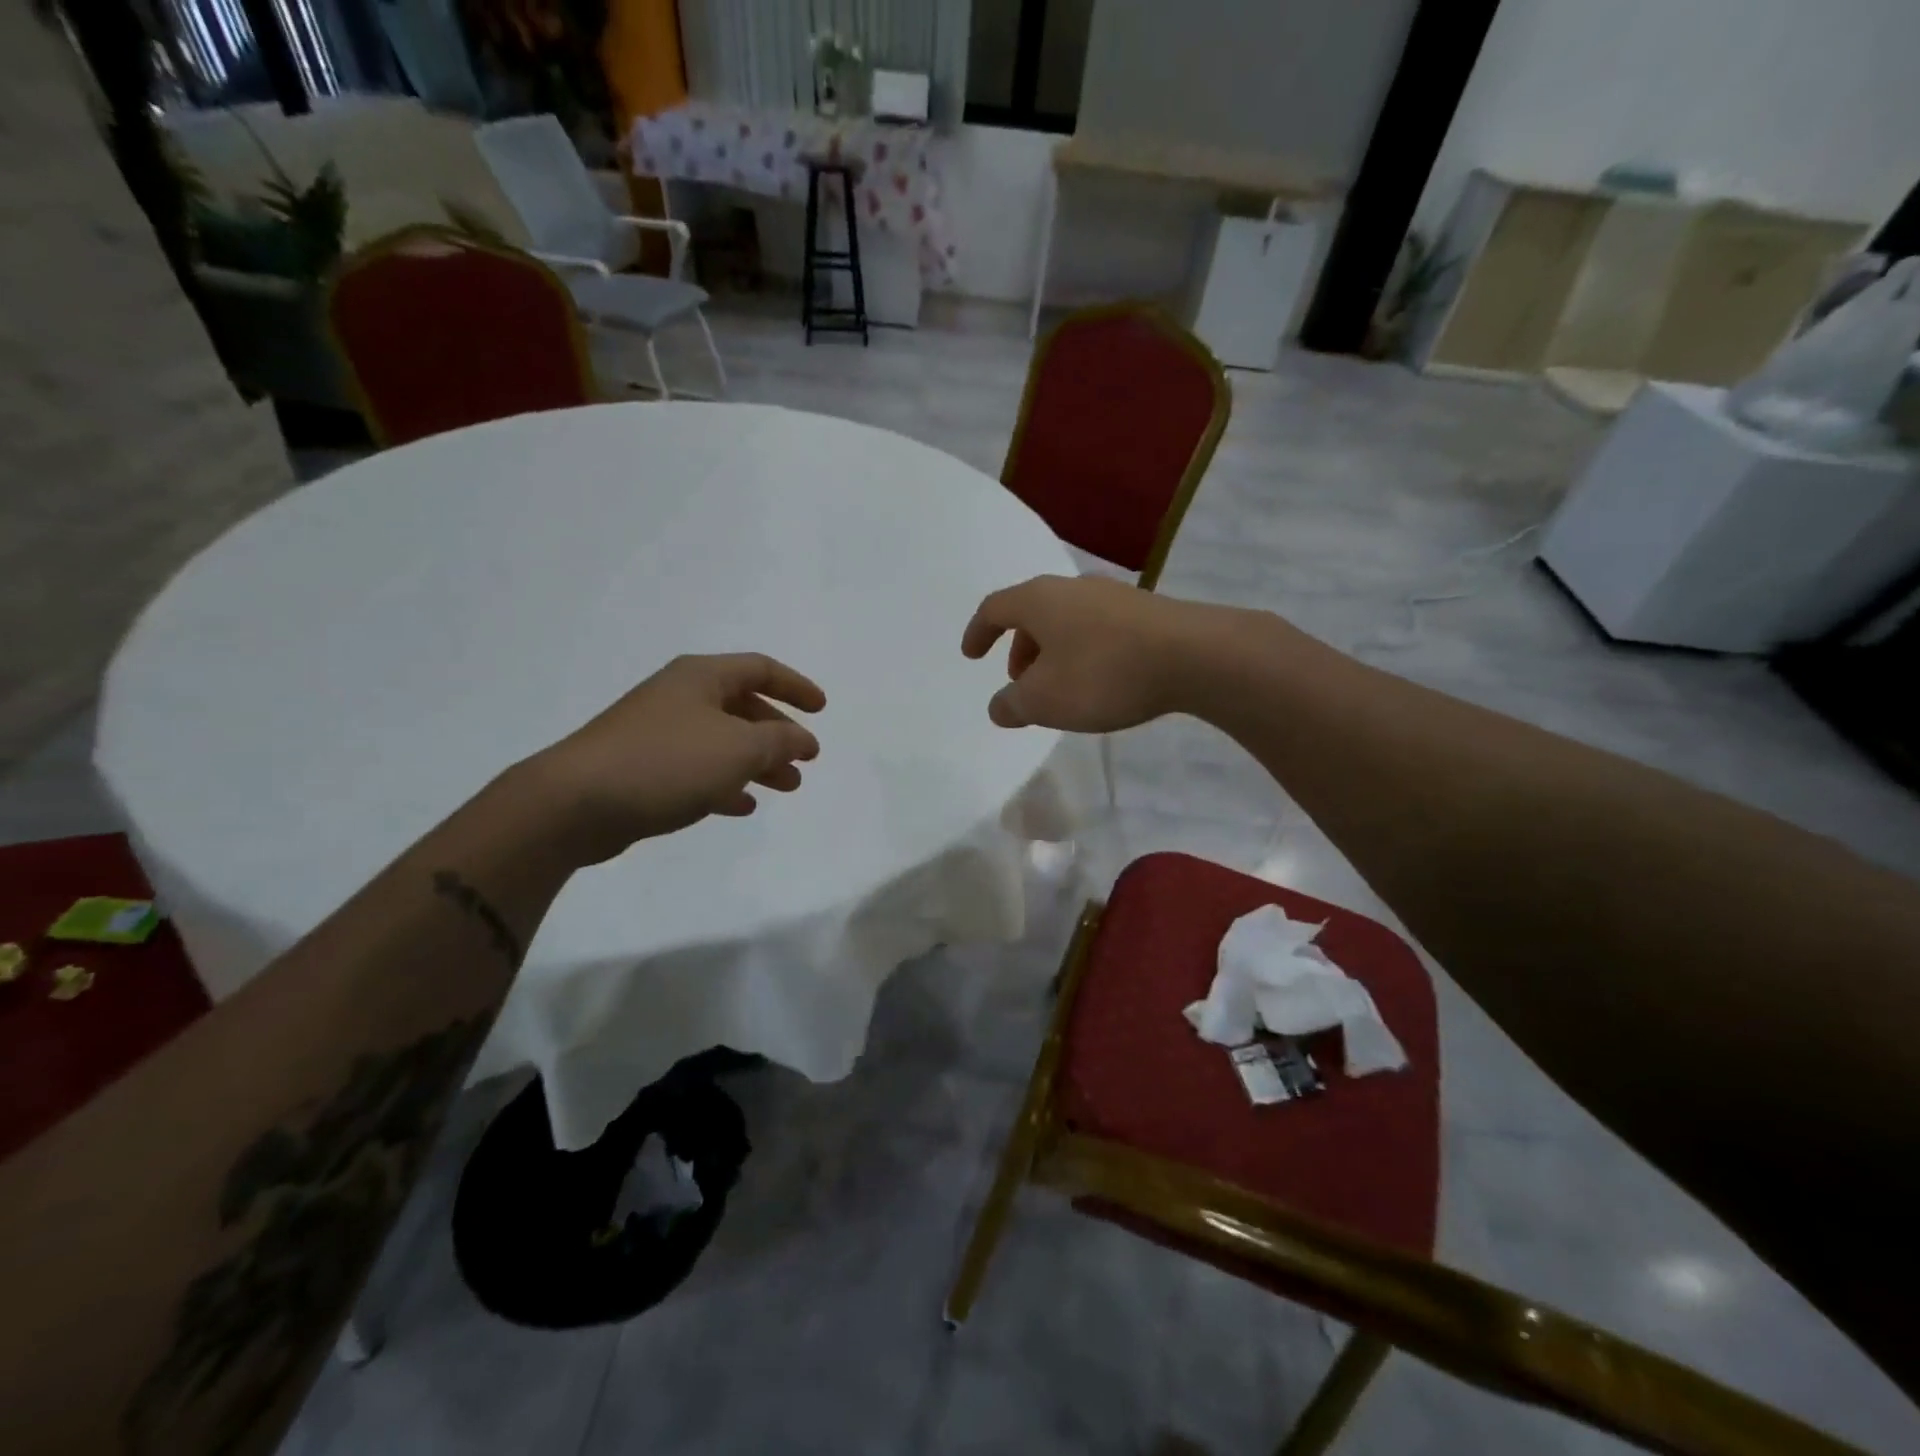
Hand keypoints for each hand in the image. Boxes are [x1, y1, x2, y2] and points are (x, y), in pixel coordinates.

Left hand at [524, 653, 826, 863]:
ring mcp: (658, 732)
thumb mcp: (739, 748)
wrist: (575, 802)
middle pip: (743, 706)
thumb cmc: (667, 762)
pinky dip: (725, 783)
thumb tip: (802, 740)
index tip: (822, 709)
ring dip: (758, 762)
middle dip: (779, 733)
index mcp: (701, 677)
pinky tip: (742, 805)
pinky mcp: (642, 768)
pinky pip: (697, 770)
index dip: (796, 686)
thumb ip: (780, 741)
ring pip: (723, 741)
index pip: (761, 668)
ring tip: (786, 787)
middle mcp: (680, 697)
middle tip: (805, 759)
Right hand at [961, 575, 1217, 731]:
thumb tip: (999, 707)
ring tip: (1060, 687)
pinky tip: (1099, 680)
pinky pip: (1097, 629)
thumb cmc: (1102, 674)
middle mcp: (1072, 587)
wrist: (1193, 656)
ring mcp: (1112, 596)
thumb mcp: (1044, 701)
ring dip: (1052, 652)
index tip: (972, 655)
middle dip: (1019, 648)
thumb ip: (1012, 705)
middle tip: (1020, 682)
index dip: (978, 632)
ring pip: (1067, 621)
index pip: (994, 608)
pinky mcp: (1145, 611)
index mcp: (1039, 600)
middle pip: (1033, 613)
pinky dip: (1083, 652)